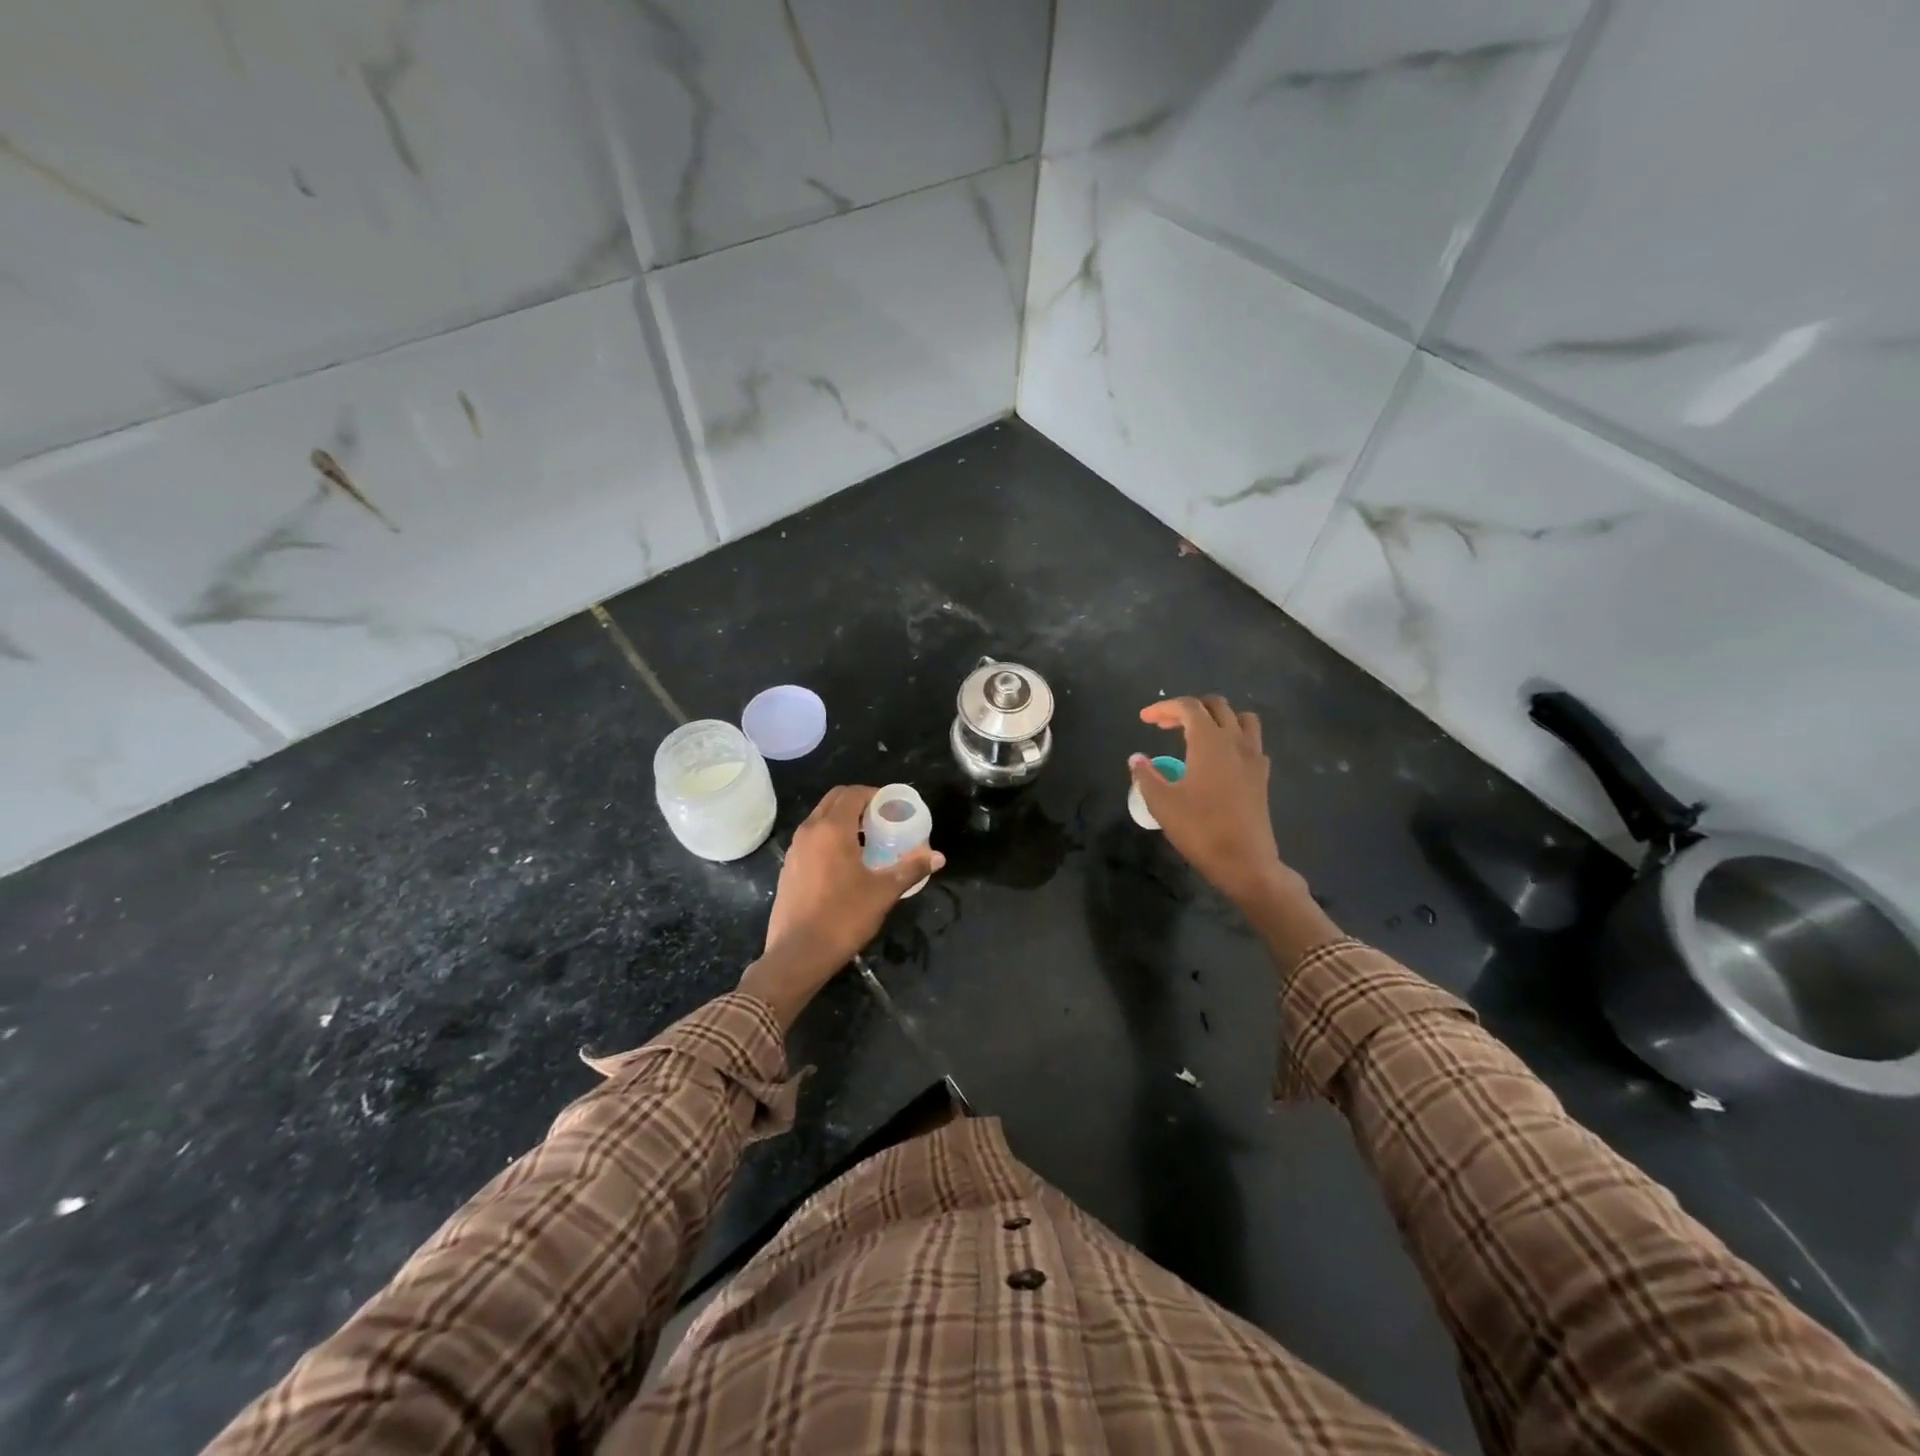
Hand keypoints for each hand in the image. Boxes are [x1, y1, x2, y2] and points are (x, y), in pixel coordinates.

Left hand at [741, 786, 944, 1027]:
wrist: (798, 954)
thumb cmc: (843, 917)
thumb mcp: (883, 892)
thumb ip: (911, 869)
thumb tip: (938, 856)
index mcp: (832, 829)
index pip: (853, 793)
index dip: (875, 794)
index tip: (893, 807)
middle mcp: (809, 830)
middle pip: (835, 799)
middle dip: (859, 802)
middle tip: (882, 819)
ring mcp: (795, 849)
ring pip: (820, 818)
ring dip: (843, 819)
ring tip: (868, 839)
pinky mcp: (788, 867)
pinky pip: (812, 837)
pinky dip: (830, 836)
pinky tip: (846, 861)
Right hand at [1130, 695, 1294, 907]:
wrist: (1245, 862)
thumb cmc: (1200, 829)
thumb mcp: (1162, 803)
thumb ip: (1146, 776)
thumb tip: (1136, 759)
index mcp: (1209, 741)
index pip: (1188, 707)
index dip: (1163, 707)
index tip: (1144, 719)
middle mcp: (1235, 741)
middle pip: (1216, 706)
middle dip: (1188, 709)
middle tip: (1165, 725)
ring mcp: (1254, 757)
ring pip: (1241, 719)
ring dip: (1218, 718)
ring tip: (1197, 734)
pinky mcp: (1262, 776)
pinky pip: (1252, 742)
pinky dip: (1234, 739)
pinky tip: (1220, 759)